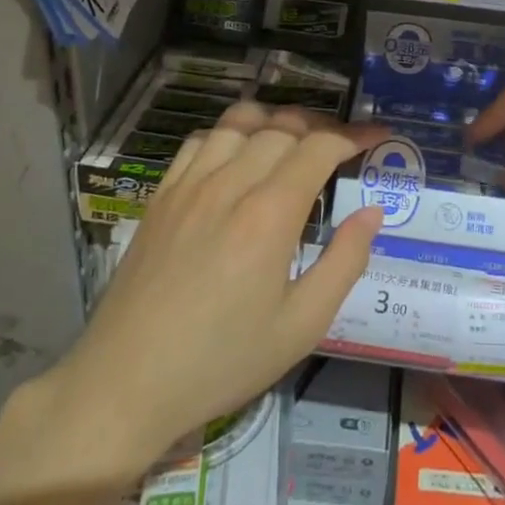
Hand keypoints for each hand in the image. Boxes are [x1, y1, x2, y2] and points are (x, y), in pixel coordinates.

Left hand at [28, 103, 384, 483]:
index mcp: (269, 215)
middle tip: (342, 144)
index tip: (378, 135)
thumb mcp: (301, 326)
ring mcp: (189, 185)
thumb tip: (371, 213)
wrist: (126, 383)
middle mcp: (229, 184)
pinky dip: (229, 132)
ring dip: (275, 121)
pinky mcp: (161, 195)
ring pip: (239, 122)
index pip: (319, 147)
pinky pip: (200, 140)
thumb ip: (344, 262)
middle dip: (321, 126)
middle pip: (282, 127)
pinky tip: (237, 154)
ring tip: (294, 140)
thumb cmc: (223, 361)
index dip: (354, 134)